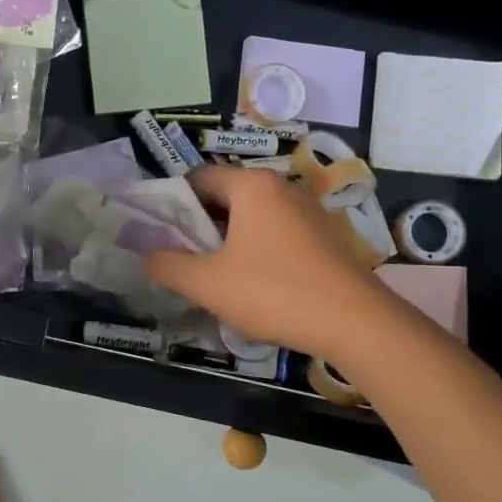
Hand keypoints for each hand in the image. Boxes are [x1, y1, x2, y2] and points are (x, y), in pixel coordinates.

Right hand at [143, 165, 387, 359]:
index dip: (173, 204)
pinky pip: (275, 232)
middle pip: (225, 196)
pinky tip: (252, 284)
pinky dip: (255, 249)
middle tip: (182, 259)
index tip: (159, 235)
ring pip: (251, 217)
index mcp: (251, 185)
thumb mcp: (207, 283)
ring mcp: (307, 211)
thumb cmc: (275, 292)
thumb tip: (145, 256)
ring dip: (226, 240)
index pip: (198, 178)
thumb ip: (167, 265)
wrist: (356, 323)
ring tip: (213, 275)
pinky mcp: (323, 236)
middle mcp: (280, 187)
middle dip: (199, 225)